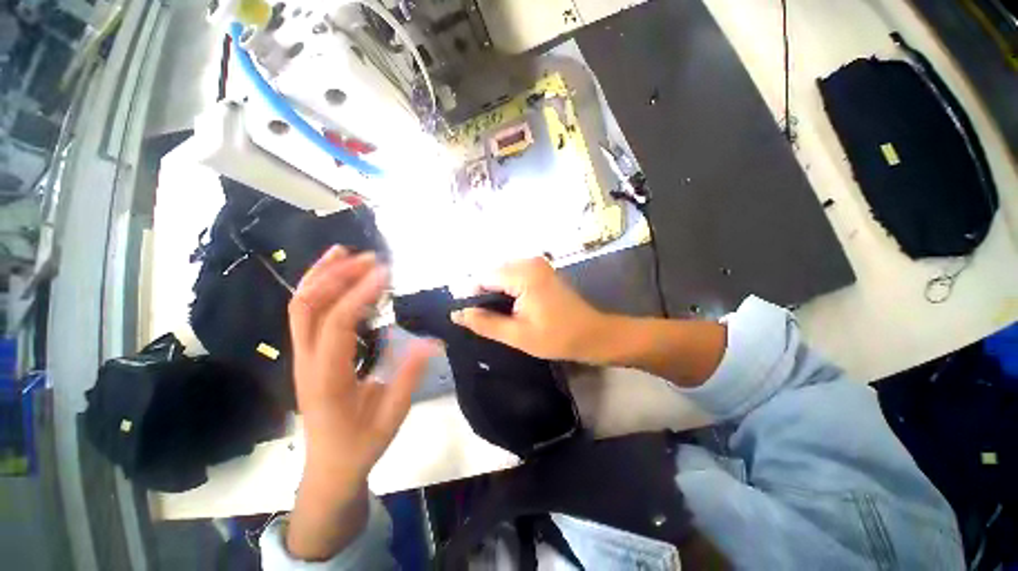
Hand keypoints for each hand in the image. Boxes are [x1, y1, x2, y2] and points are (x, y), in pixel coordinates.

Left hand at [286, 246, 433, 559]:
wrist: (329, 468)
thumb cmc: (361, 445)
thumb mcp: (392, 416)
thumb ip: (409, 376)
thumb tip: (431, 341)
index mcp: (327, 379)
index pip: (337, 324)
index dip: (360, 293)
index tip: (385, 272)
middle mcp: (306, 362)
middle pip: (307, 307)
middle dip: (336, 276)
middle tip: (371, 259)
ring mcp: (301, 356)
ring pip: (300, 307)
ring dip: (322, 276)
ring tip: (348, 253)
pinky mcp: (307, 354)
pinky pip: (306, 314)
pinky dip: (318, 289)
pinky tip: (336, 275)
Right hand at [451, 257, 611, 362]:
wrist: (592, 334)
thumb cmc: (557, 337)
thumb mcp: (517, 335)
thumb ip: (485, 323)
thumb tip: (457, 314)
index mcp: (524, 274)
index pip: (483, 277)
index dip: (471, 297)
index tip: (468, 317)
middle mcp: (529, 261)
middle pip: (492, 273)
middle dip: (483, 294)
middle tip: (485, 319)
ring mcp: (537, 263)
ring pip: (501, 273)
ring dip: (495, 292)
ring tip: (498, 315)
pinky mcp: (541, 269)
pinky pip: (513, 274)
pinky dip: (506, 289)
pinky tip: (510, 306)